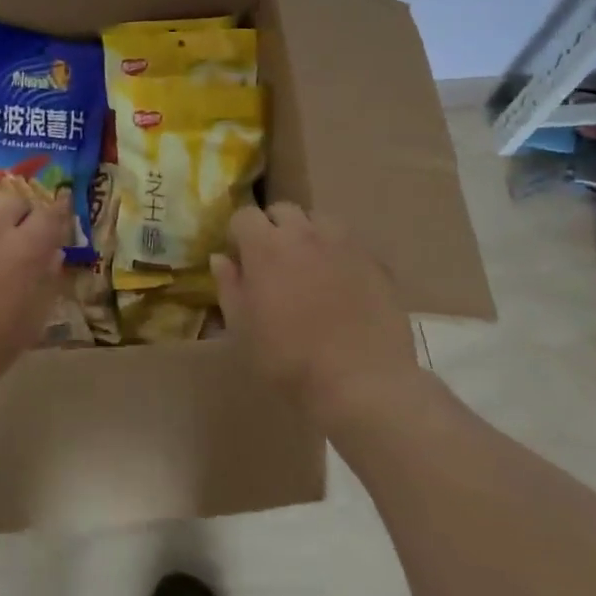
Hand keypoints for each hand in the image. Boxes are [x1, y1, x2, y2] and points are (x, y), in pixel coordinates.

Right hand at [211, 203, 424, 427]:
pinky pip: (349, 245)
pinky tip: (341, 286)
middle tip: (273, 261)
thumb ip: (229, 286)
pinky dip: (339, 255)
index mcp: (265, 246)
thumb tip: (221, 258)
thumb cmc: (289, 360)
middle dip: (272, 227)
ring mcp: (343, 245)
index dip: (238, 234)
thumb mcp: (242, 329)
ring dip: (308, 235)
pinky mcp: (375, 263)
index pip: (244, 215)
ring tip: (309, 267)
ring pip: (319, 221)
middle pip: (282, 210)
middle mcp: (304, 234)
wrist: (360, 385)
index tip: (240, 259)